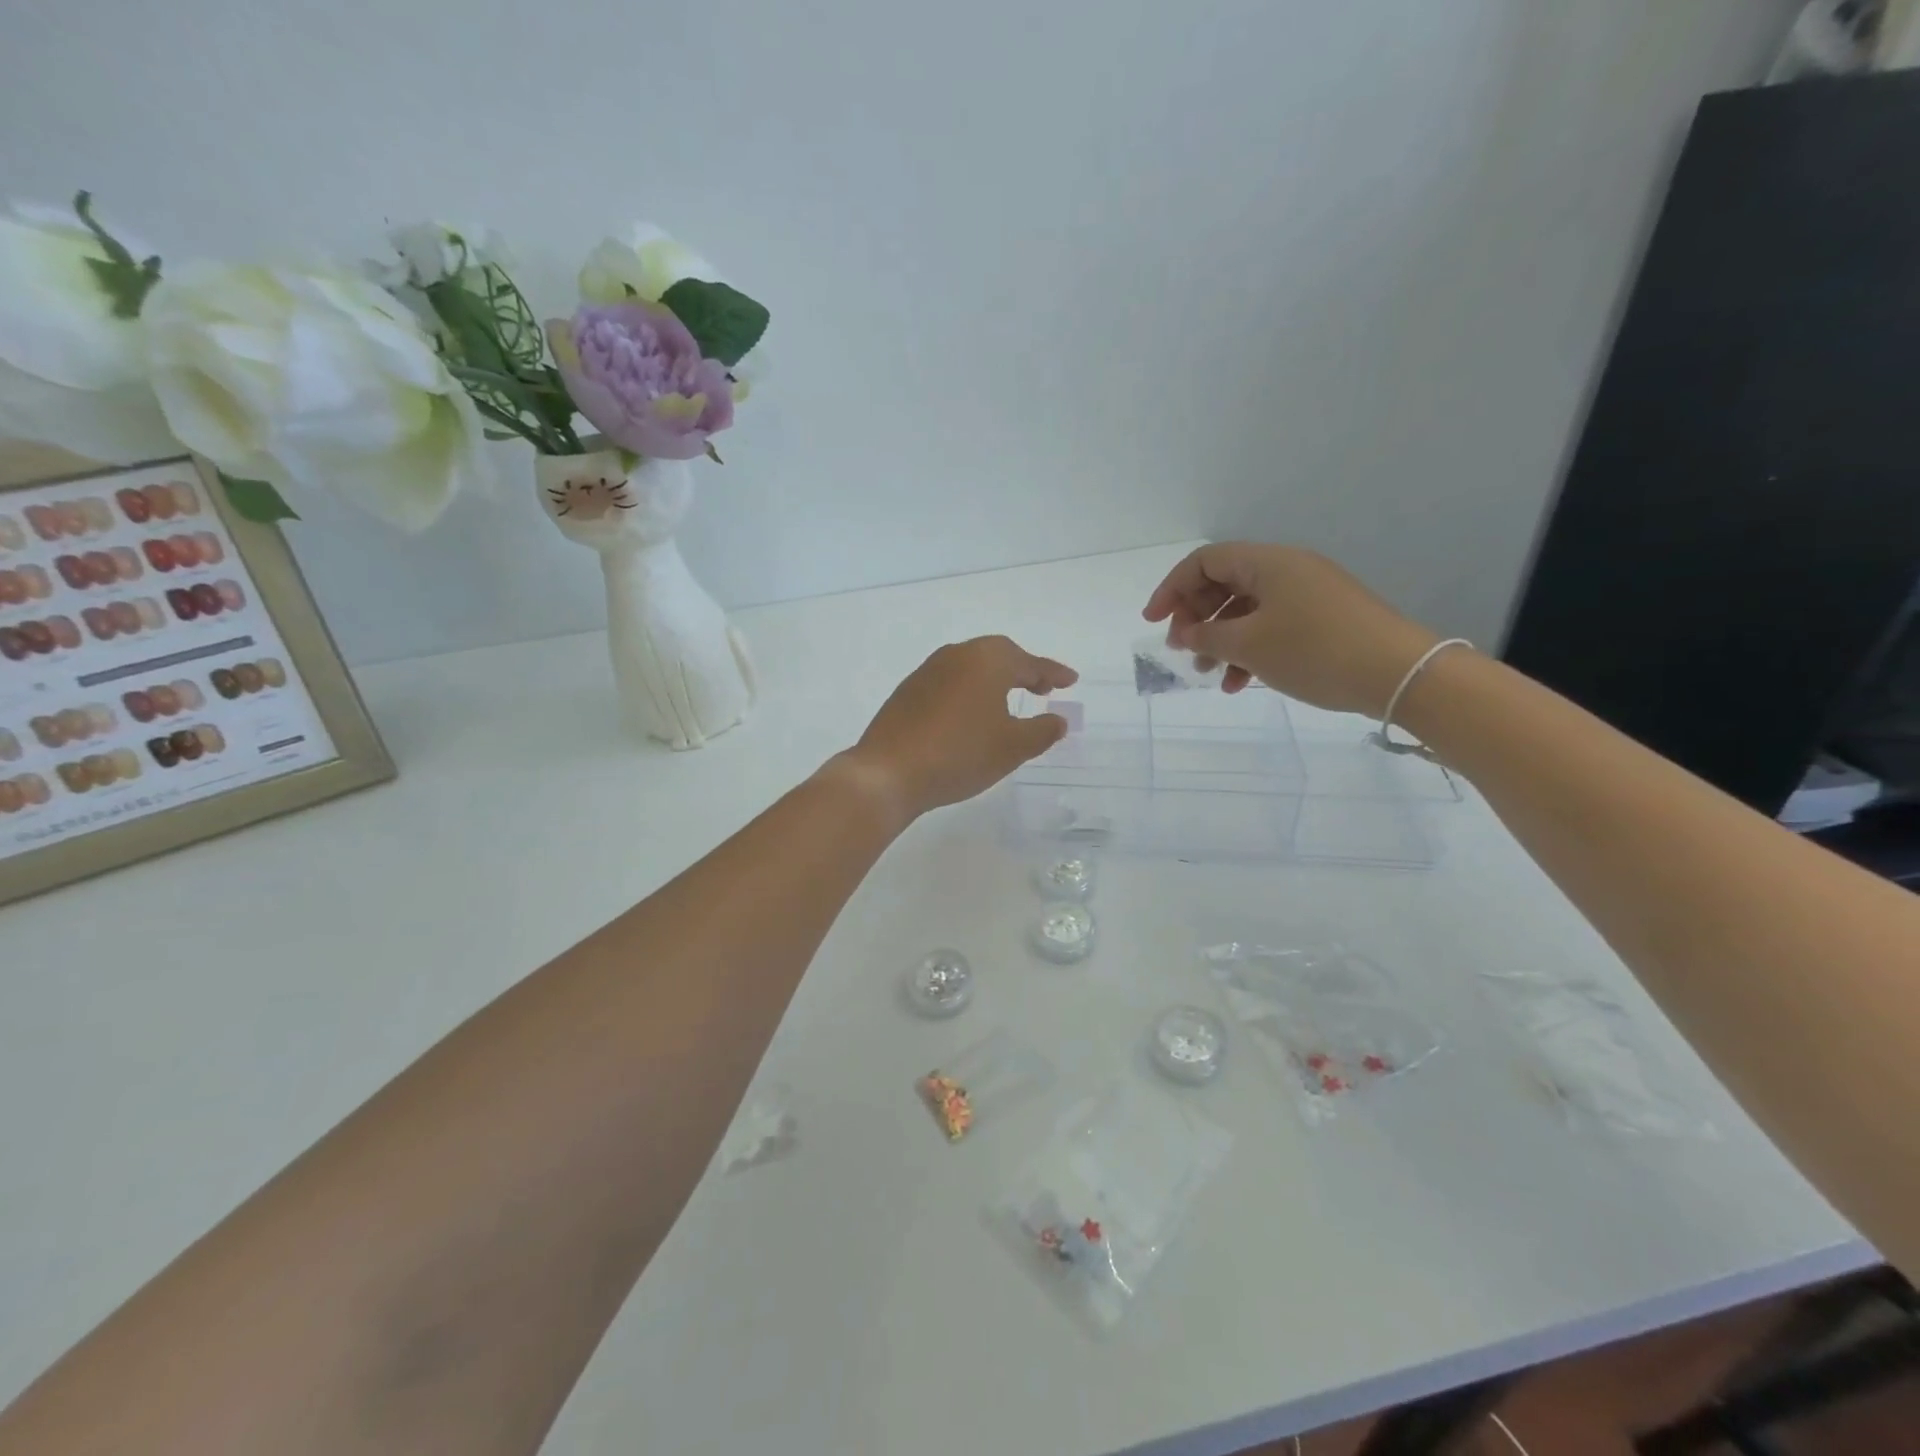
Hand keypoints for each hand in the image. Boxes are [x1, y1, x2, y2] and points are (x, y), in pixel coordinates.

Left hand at [843, 636, 1078, 818]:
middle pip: (999, 655)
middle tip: (1043, 689)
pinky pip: (951, 682)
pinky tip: (971, 715)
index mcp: (987, 660)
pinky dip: (970, 691)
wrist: (889, 772)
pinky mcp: (908, 692)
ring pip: (972, 667)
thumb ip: (1042, 731)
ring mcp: (927, 671)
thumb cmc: (960, 754)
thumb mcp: (1012, 747)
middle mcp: (957, 655)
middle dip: (1024, 671)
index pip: (1030, 662)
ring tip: (1009, 702)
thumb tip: (1058, 720)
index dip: (1054, 673)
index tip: (1071, 680)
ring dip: (995, 680)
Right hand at [1143, 543, 1439, 716]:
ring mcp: (1308, 594)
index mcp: (1268, 563)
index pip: (1204, 561)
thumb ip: (1208, 635)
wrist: (1399, 674)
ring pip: (1246, 609)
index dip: (1172, 589)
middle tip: (1182, 650)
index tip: (1153, 622)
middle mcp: (1287, 569)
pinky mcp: (1323, 618)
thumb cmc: (1316, 651)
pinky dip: (1249, 649)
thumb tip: (1185, 631)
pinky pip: (1271, 625)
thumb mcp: (1250, 646)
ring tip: (1209, 674)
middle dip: (1195, 617)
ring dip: (1220, 639)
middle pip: (1224, 583)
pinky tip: (1241, 683)